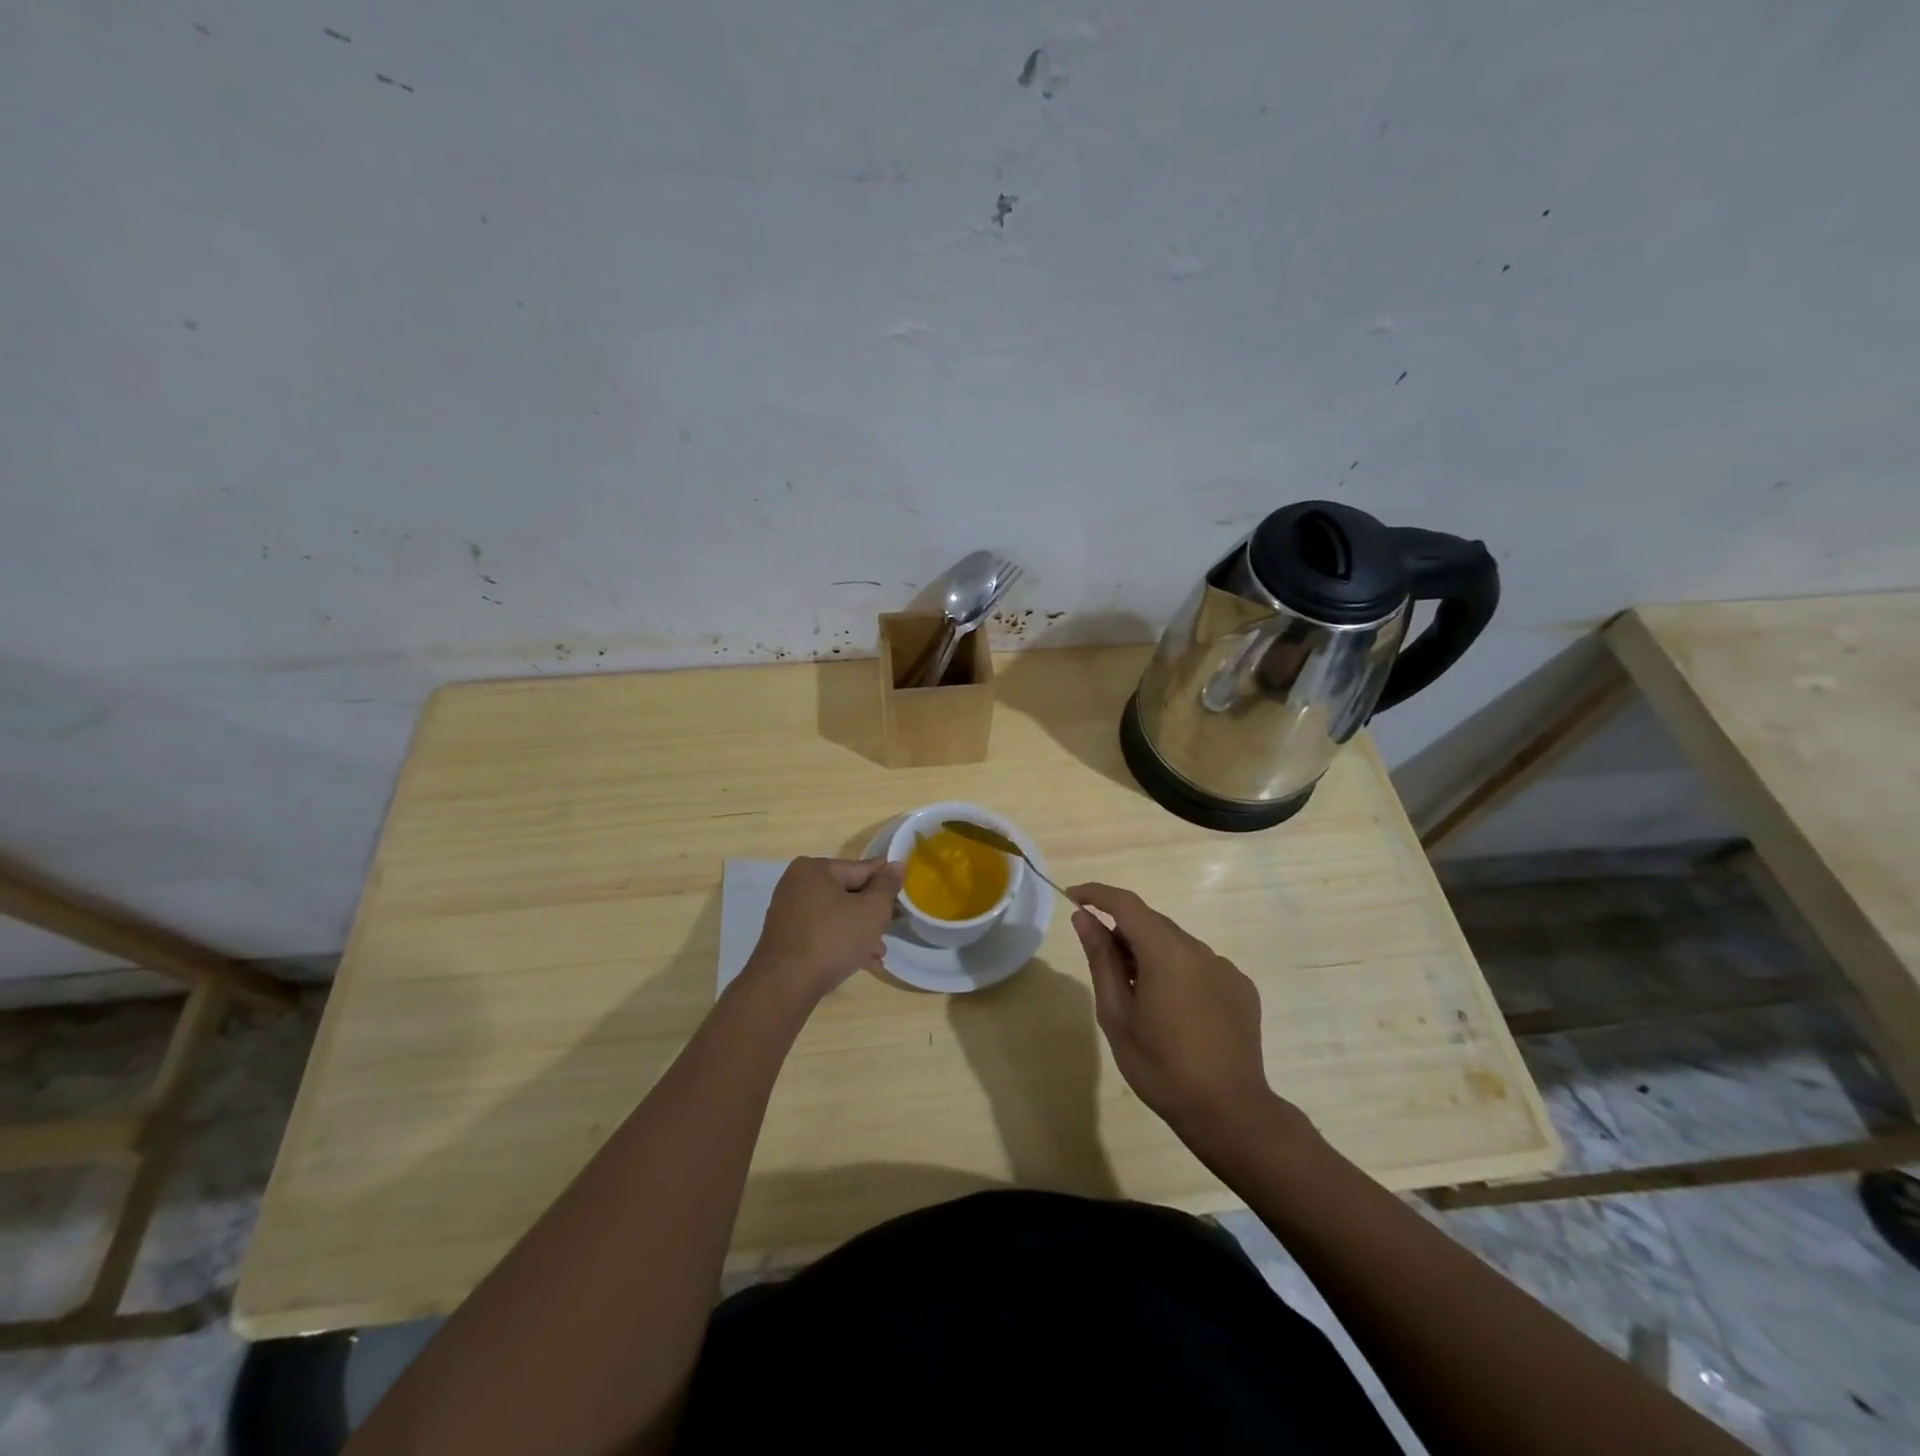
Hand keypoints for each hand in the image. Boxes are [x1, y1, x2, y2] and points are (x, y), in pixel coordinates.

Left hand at [744, 856, 902, 1006]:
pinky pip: (821, 931)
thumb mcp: (871, 911)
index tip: (902, 902)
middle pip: (848, 893)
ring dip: (859, 932)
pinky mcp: (785, 936)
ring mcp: (788, 910)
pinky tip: (860, 962)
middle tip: (888, 933)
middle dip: (871, 915)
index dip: (885, 885)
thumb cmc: (832, 940)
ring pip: (836, 915)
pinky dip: (840, 942)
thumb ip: (887, 886)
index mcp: (815, 868)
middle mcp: (797, 883)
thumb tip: (896, 864)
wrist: (784, 986)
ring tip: (878, 954)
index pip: (862, 869)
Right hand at [1067, 882, 1274, 1136]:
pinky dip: (1179, 973)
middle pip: (1153, 923)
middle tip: (1102, 964)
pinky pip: (1201, 966)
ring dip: (1152, 955)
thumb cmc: (1161, 1066)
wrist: (1230, 1112)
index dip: (1096, 894)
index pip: (1126, 904)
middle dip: (1123, 932)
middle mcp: (1200, 949)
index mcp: (1166, 952)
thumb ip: (1101, 959)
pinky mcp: (1241, 988)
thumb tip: (1084, 919)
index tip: (1073, 898)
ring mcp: (1225, 968)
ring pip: (1177, 945)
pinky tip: (1175, 1011)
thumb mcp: (1117, 1014)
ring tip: (1139, 997)